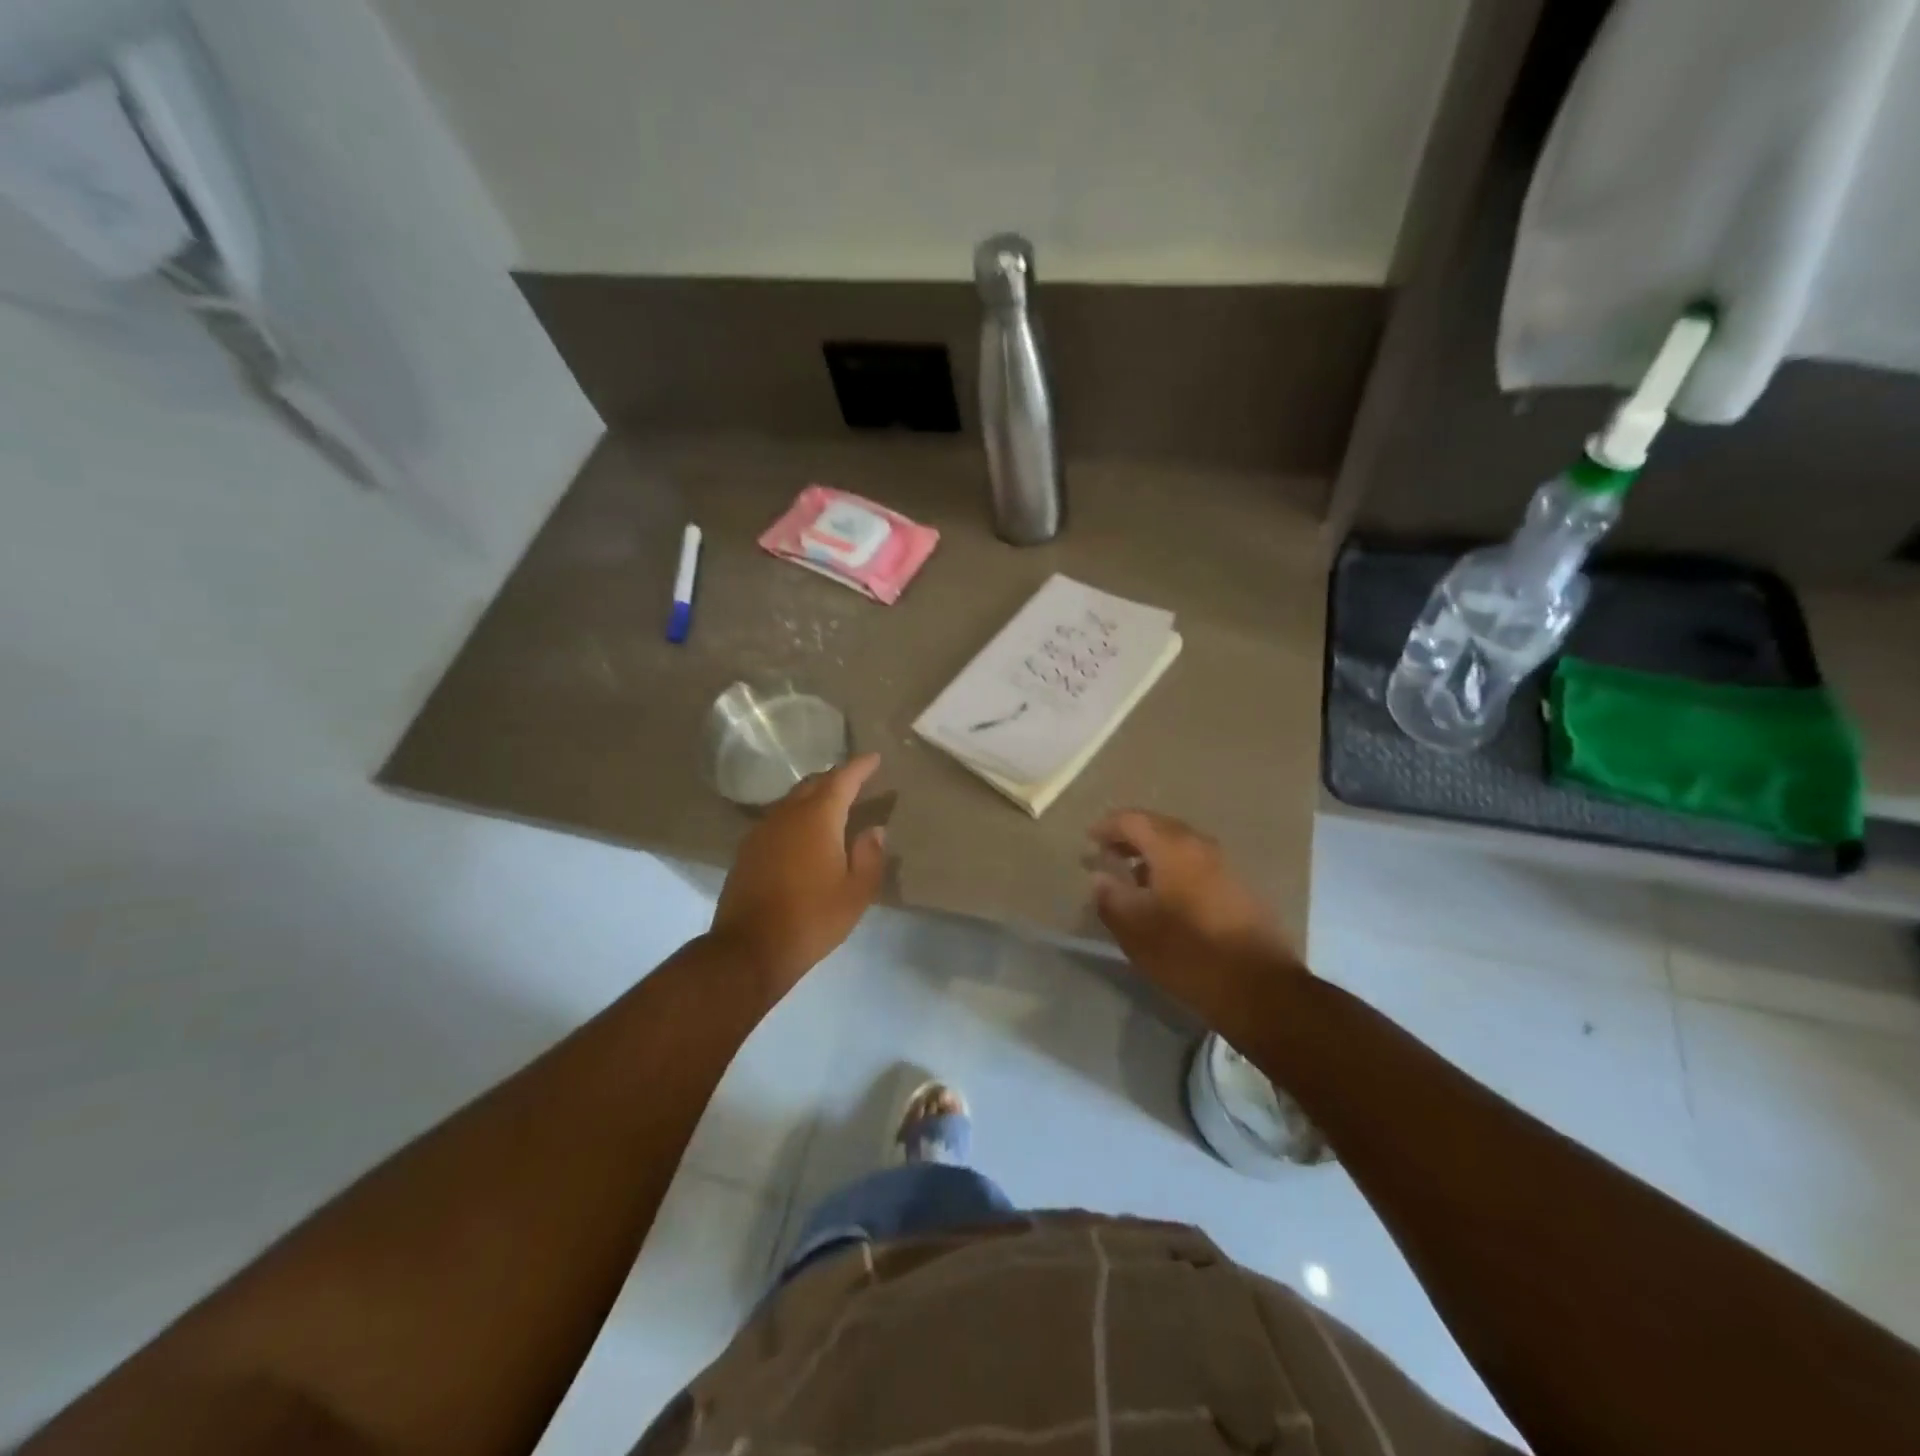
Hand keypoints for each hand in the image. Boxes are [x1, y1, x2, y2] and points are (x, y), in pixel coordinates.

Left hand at [710, 753, 888, 992]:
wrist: (749, 949)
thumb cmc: (812, 919)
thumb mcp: (856, 893)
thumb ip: (869, 856)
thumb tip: (874, 830)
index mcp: (817, 819)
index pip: (842, 780)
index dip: (859, 767)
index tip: (874, 758)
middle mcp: (787, 815)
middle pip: (813, 785)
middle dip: (835, 778)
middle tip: (854, 780)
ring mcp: (762, 831)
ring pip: (792, 801)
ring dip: (813, 796)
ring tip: (831, 804)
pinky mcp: (748, 851)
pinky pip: (777, 820)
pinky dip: (796, 816)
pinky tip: (802, 833)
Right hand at [1088, 810, 1299, 1029]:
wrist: (1260, 988)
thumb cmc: (1188, 954)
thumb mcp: (1135, 930)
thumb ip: (1111, 897)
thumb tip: (1100, 876)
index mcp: (1173, 848)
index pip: (1133, 821)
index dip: (1107, 827)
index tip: (1089, 840)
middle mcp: (1202, 846)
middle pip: (1159, 828)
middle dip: (1130, 838)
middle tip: (1108, 854)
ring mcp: (1226, 865)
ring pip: (1181, 847)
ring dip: (1154, 855)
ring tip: (1133, 878)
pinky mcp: (1240, 888)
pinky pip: (1198, 865)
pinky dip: (1175, 870)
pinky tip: (1166, 897)